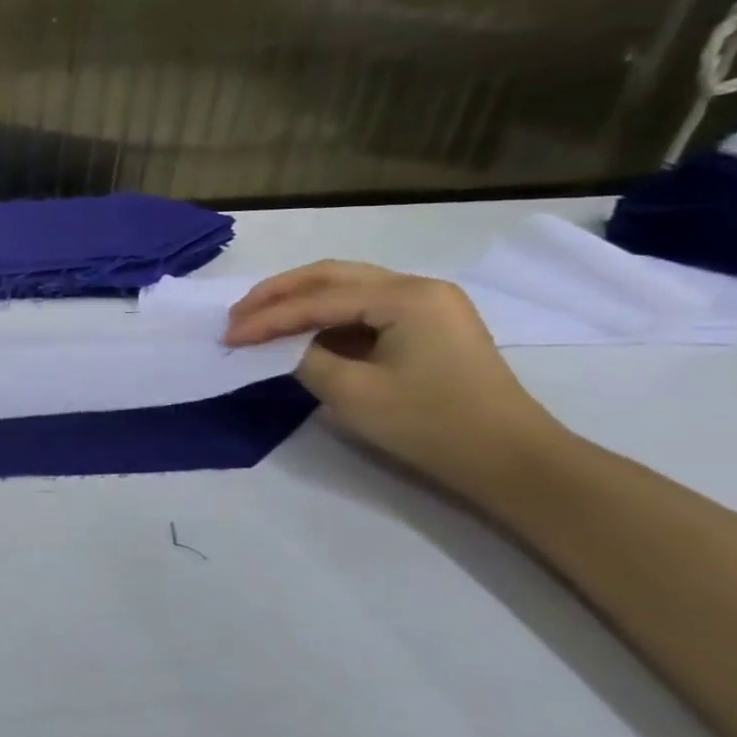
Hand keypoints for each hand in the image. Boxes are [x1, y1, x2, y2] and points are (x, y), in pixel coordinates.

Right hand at [223, 261, 560, 493]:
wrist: (509, 460)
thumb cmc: (429, 423)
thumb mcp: (350, 391)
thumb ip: (303, 357)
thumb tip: (281, 346)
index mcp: (405, 296)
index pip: (317, 300)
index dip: (266, 318)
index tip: (227, 337)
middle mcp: (418, 287)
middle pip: (331, 276)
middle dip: (277, 294)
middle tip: (236, 315)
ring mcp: (427, 306)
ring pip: (345, 288)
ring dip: (298, 302)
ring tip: (258, 320)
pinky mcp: (427, 327)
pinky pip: (362, 308)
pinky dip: (323, 316)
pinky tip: (298, 333)